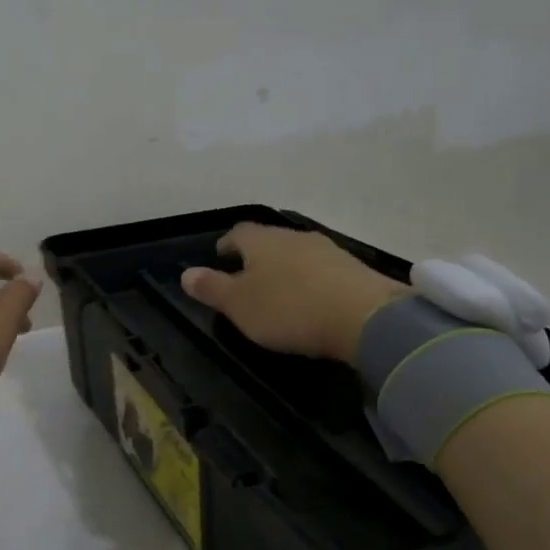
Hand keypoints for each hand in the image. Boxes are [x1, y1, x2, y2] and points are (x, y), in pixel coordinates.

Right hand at [181, 223, 408, 364]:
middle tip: (247, 278)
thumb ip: (212, 288)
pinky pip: (322, 271)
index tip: (221, 257)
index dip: (227, 245)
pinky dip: (310, 281)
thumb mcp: (239, 305)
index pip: (238, 233)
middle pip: (269, 241)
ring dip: (286, 269)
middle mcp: (294, 236)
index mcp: (261, 241)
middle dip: (257, 257)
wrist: (363, 317)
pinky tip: (311, 300)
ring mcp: (327, 250)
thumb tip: (186, 273)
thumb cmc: (288, 309)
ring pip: (297, 254)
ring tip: (279, 292)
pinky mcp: (353, 270)